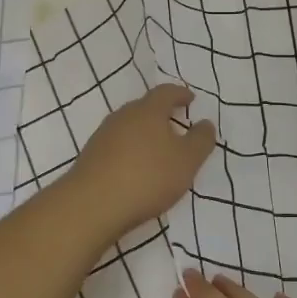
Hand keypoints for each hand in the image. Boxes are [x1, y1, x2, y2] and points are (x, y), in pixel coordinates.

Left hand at [64, 84, 215, 237]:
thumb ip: (201, 140)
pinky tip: (135, 169)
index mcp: (148, 110)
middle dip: (161, 114)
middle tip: (175, 125)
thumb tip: (206, 123)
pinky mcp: (90, 156)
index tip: (190, 99)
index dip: (180, 94)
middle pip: (144, 107)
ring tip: (157, 150)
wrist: (92, 204)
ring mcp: (103, 136)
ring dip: (144, 134)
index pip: (166, 92)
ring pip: (128, 127)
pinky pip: (116, 146)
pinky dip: (129, 151)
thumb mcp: (187, 160)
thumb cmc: (148, 176)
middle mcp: (123, 116)